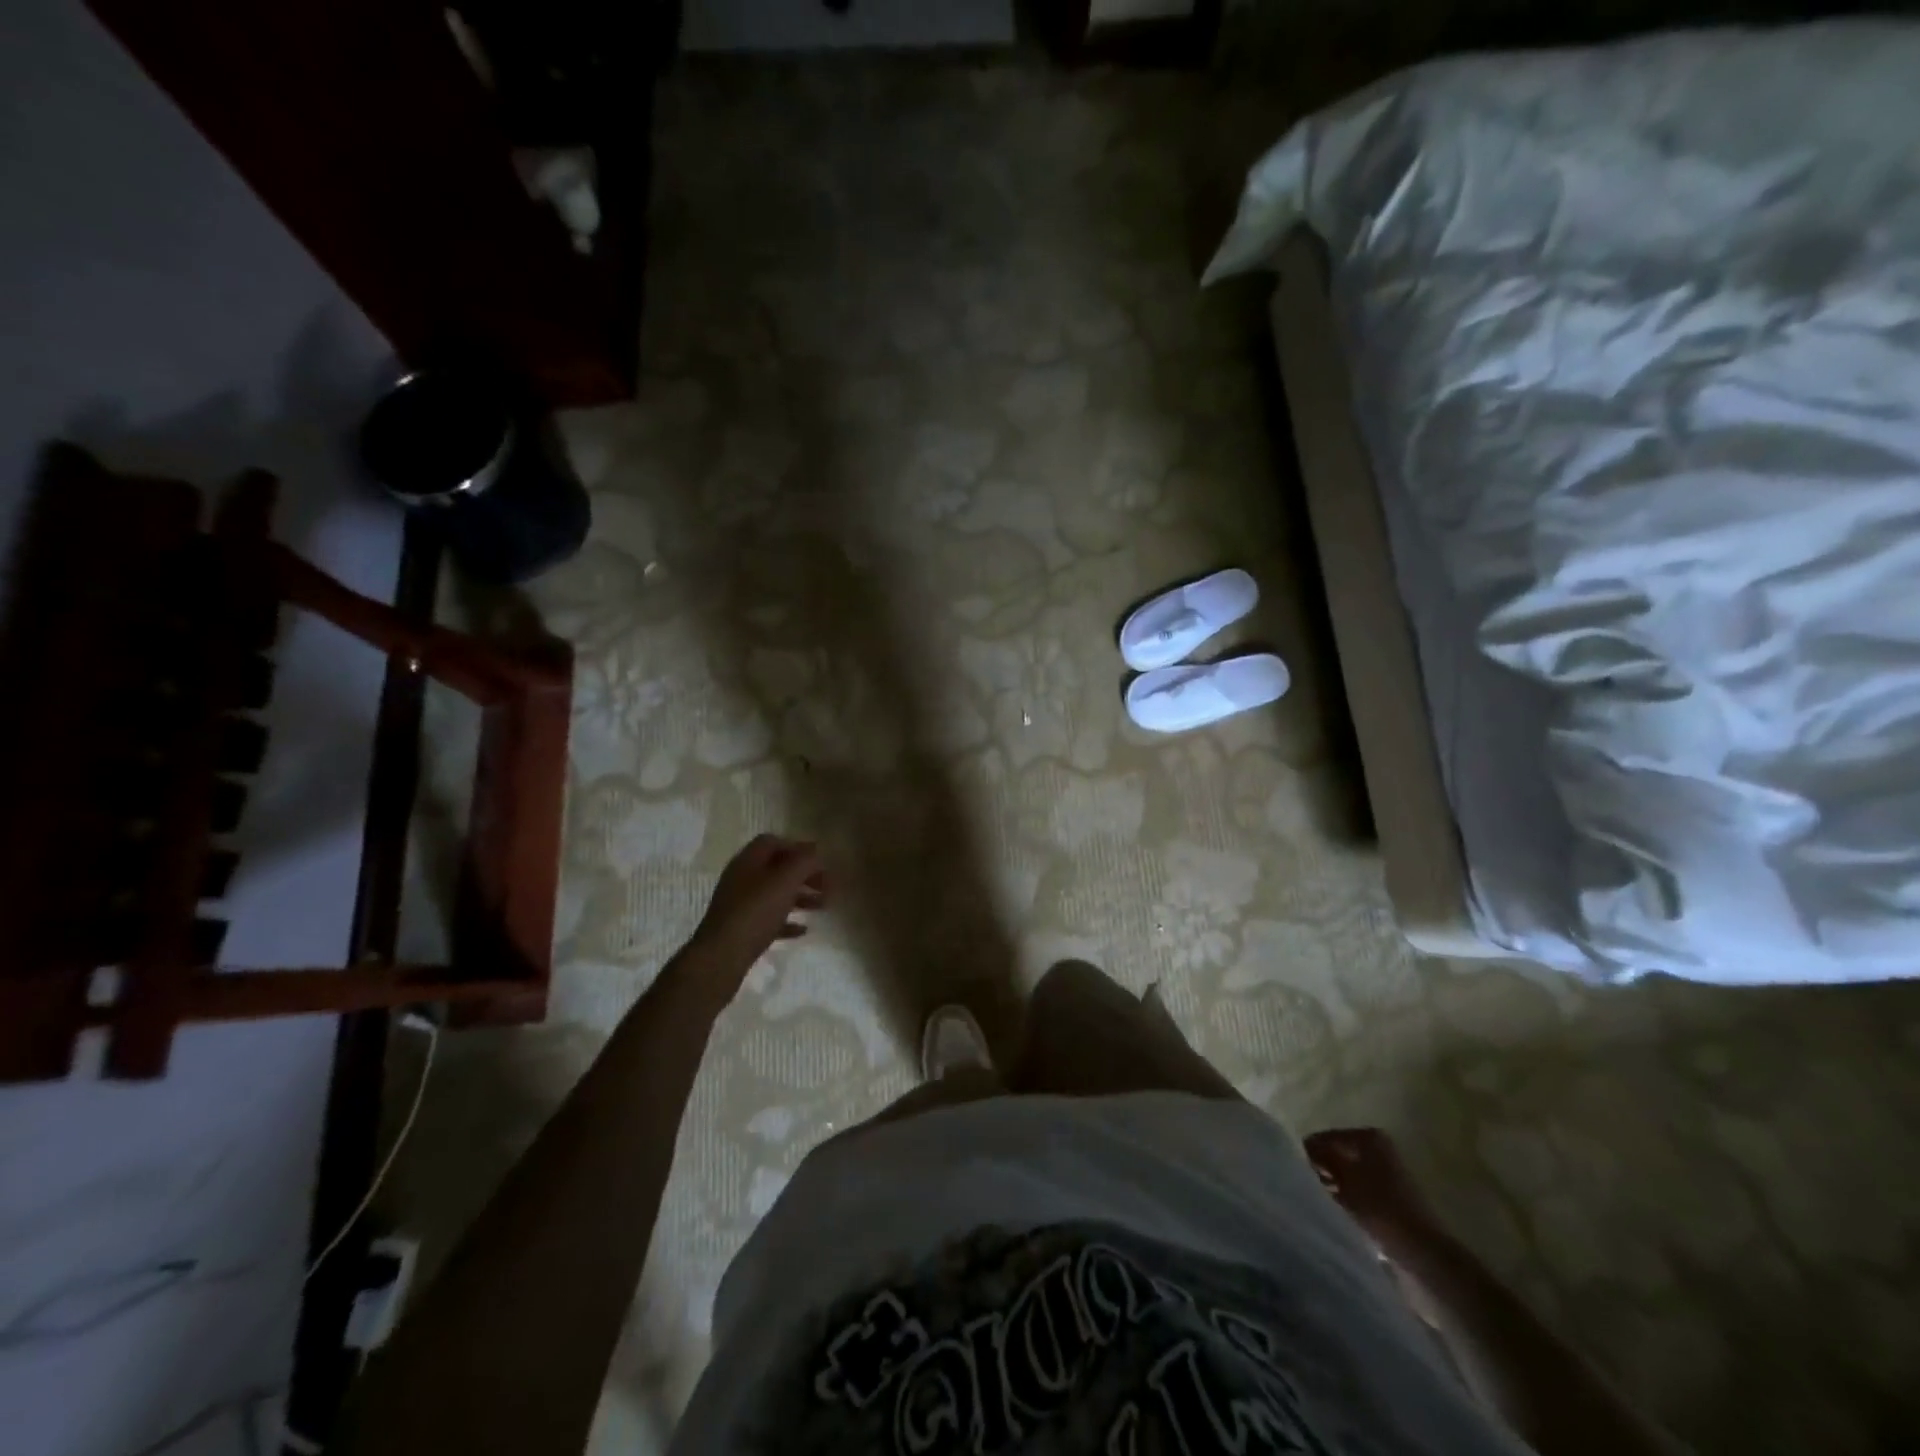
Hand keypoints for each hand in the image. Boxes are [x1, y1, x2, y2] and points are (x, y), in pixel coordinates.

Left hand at [685, 835, 827, 988]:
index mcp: (749, 860)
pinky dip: (787, 921)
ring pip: (775, 894)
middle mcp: (742, 878)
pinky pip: (769, 919)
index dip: (798, 847)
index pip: (773, 842)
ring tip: (822, 906)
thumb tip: (816, 853)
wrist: (722, 955)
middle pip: (777, 869)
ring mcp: (740, 905)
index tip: (820, 859)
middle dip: (804, 874)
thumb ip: (804, 862)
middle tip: (827, 885)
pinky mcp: (741, 929)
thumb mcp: (786, 880)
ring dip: (800, 897)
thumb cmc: (756, 911)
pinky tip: (803, 930)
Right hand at [1302, 1127, 1441, 1257]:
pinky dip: (1346, 1201)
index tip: (1296, 1171)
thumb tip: (1305, 1147)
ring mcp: (1387, 1177)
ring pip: (1348, 1175)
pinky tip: (1337, 1213)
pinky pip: (1358, 1194)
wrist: (1423, 1253)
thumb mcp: (1344, 1177)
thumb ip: (1322, 1157)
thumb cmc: (1380, 1207)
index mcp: (1370, 1138)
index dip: (1310, 1153)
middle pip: (1338, 1155)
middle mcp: (1380, 1151)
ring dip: (1333, 1187)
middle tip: (1307, 1186)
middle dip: (1322, 1169)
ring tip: (1319, 1201)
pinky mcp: (1391, 1202)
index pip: (1327, 1138)